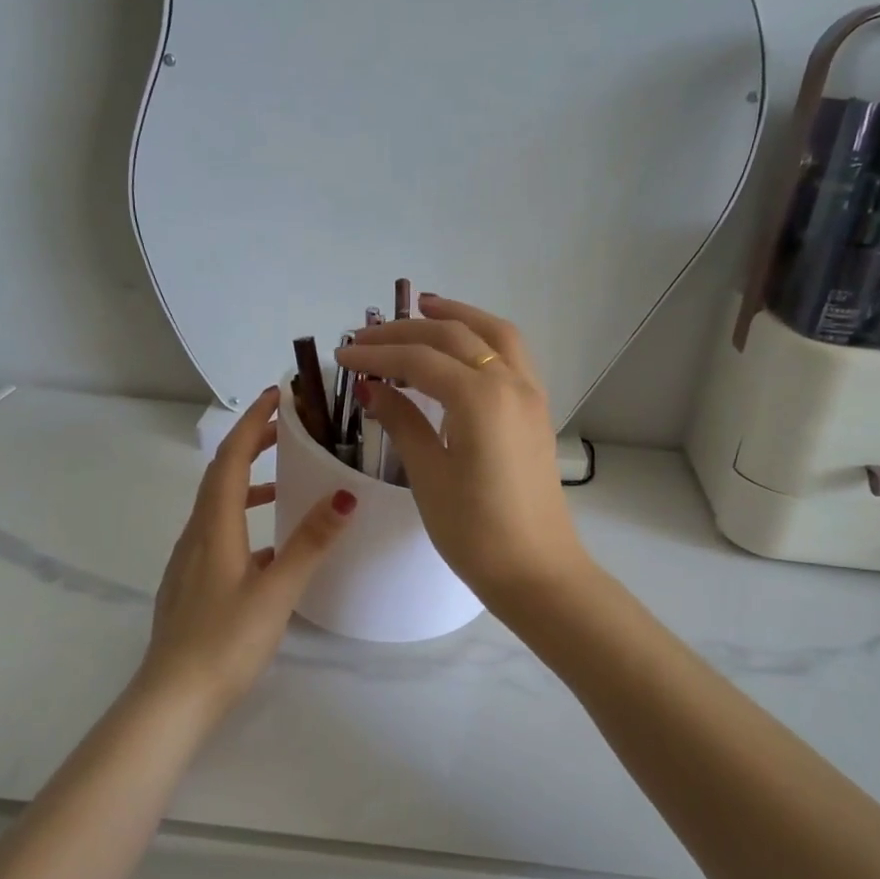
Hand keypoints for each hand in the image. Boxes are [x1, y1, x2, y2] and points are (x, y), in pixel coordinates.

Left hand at [139, 388, 356, 706]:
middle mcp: (196, 535)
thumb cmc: (225, 642)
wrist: (172, 699)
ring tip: (285, 483)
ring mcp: (189, 561)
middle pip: (221, 475)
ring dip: (248, 483)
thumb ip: (310, 543)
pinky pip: (217, 533)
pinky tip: (268, 548)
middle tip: (287, 429)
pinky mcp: (191, 584)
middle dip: (252, 445)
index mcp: (214, 528)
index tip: (277, 395)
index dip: (253, 423)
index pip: (231, 459)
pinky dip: (243, 519)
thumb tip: (344, 494)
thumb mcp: (276, 591)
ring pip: (218, 506)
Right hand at [335, 296, 589, 605]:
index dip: (377, 353)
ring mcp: (530, 394)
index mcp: (480, 397)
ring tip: (423, 307)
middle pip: (455, 336)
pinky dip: (483, 338)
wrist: (537, 571)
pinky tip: (461, 348)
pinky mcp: (537, 411)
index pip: (419, 359)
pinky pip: (511, 355)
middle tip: (367, 335)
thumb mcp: (429, 475)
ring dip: (457, 316)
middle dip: (408, 329)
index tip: (342, 354)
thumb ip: (403, 421)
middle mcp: (510, 382)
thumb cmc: (476, 531)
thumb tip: (372, 387)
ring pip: (494, 334)